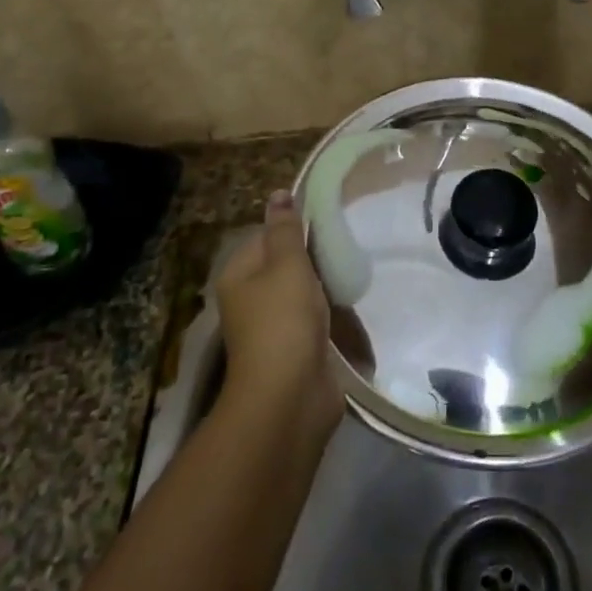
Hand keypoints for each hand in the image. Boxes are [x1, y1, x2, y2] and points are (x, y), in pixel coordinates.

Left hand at [213, 192, 343, 444]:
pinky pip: (314, 320)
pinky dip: (330, 313)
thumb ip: (286, 229)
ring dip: (325, 285)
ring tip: (352, 269)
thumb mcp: (286, 265)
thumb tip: (278, 193)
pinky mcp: (296, 349)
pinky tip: (351, 304)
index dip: (293, 226)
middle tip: (344, 242)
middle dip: (313, 256)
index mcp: (239, 275)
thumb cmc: (283, 321)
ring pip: (302, 292)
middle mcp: (251, 299)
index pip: (265, 236)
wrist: (290, 397)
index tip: (327, 218)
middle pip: (284, 264)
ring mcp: (273, 327)